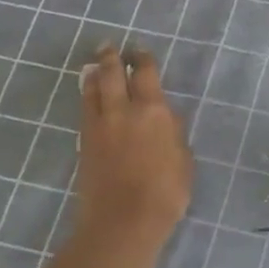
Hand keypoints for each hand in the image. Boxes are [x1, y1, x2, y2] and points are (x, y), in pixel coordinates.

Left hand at [72, 45, 193, 253]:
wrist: (124, 221)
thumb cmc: (165, 192)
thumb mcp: (183, 160)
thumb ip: (173, 133)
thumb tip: (165, 118)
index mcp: (154, 111)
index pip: (145, 73)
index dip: (142, 58)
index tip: (140, 49)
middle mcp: (124, 110)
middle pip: (112, 74)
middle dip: (111, 57)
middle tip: (110, 46)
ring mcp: (100, 125)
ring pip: (92, 88)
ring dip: (94, 72)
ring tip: (94, 64)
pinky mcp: (84, 142)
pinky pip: (85, 108)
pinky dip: (87, 95)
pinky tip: (89, 94)